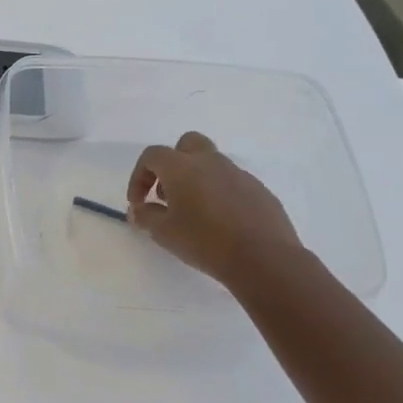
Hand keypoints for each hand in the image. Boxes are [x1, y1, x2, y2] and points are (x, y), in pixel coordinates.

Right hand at [126, 131, 303, 289]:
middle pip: (187, 144)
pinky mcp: (259, 190)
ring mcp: (239, 174)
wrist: (264, 258)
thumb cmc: (205, 242)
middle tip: (166, 194)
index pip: (152, 156)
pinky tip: (220, 222)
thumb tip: (138, 209)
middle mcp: (211, 162)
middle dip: (171, 164)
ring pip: (211, 164)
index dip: (139, 176)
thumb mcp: (164, 233)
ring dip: (196, 179)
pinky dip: (219, 193)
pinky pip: (231, 182)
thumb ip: (146, 216)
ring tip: (193, 213)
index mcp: (183, 168)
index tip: (138, 202)